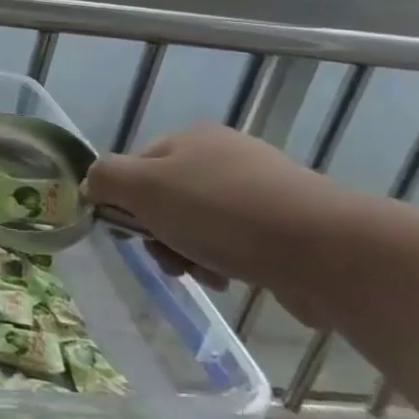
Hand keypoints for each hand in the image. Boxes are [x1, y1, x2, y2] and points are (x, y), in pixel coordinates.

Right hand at [86, 124, 352, 296]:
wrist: (325, 249)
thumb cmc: (220, 213)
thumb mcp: (142, 188)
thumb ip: (105, 179)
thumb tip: (94, 185)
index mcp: (190, 138)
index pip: (137, 167)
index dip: (127, 203)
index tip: (134, 236)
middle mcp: (226, 154)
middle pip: (168, 198)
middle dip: (161, 234)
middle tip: (171, 260)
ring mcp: (263, 188)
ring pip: (202, 224)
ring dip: (192, 253)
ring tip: (208, 276)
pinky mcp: (292, 224)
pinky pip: (241, 242)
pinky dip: (229, 262)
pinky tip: (235, 280)